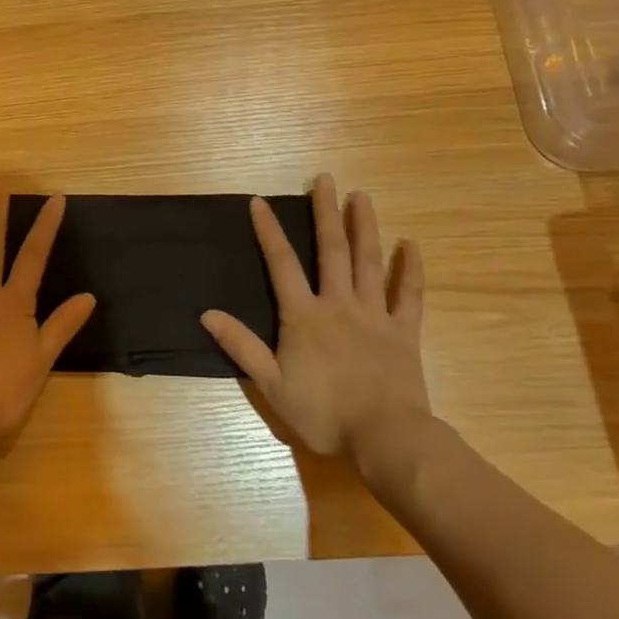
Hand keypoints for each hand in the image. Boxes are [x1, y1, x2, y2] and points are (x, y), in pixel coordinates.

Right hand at [201, 175, 431, 489]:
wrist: (384, 438)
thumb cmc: (323, 412)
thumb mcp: (271, 383)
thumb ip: (241, 345)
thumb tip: (206, 313)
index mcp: (304, 315)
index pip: (281, 264)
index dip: (269, 231)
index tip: (259, 201)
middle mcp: (338, 304)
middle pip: (331, 250)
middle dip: (325, 213)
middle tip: (325, 179)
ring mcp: (375, 315)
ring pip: (369, 262)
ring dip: (364, 227)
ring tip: (362, 196)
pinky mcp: (404, 332)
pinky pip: (409, 295)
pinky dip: (411, 270)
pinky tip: (411, 244)